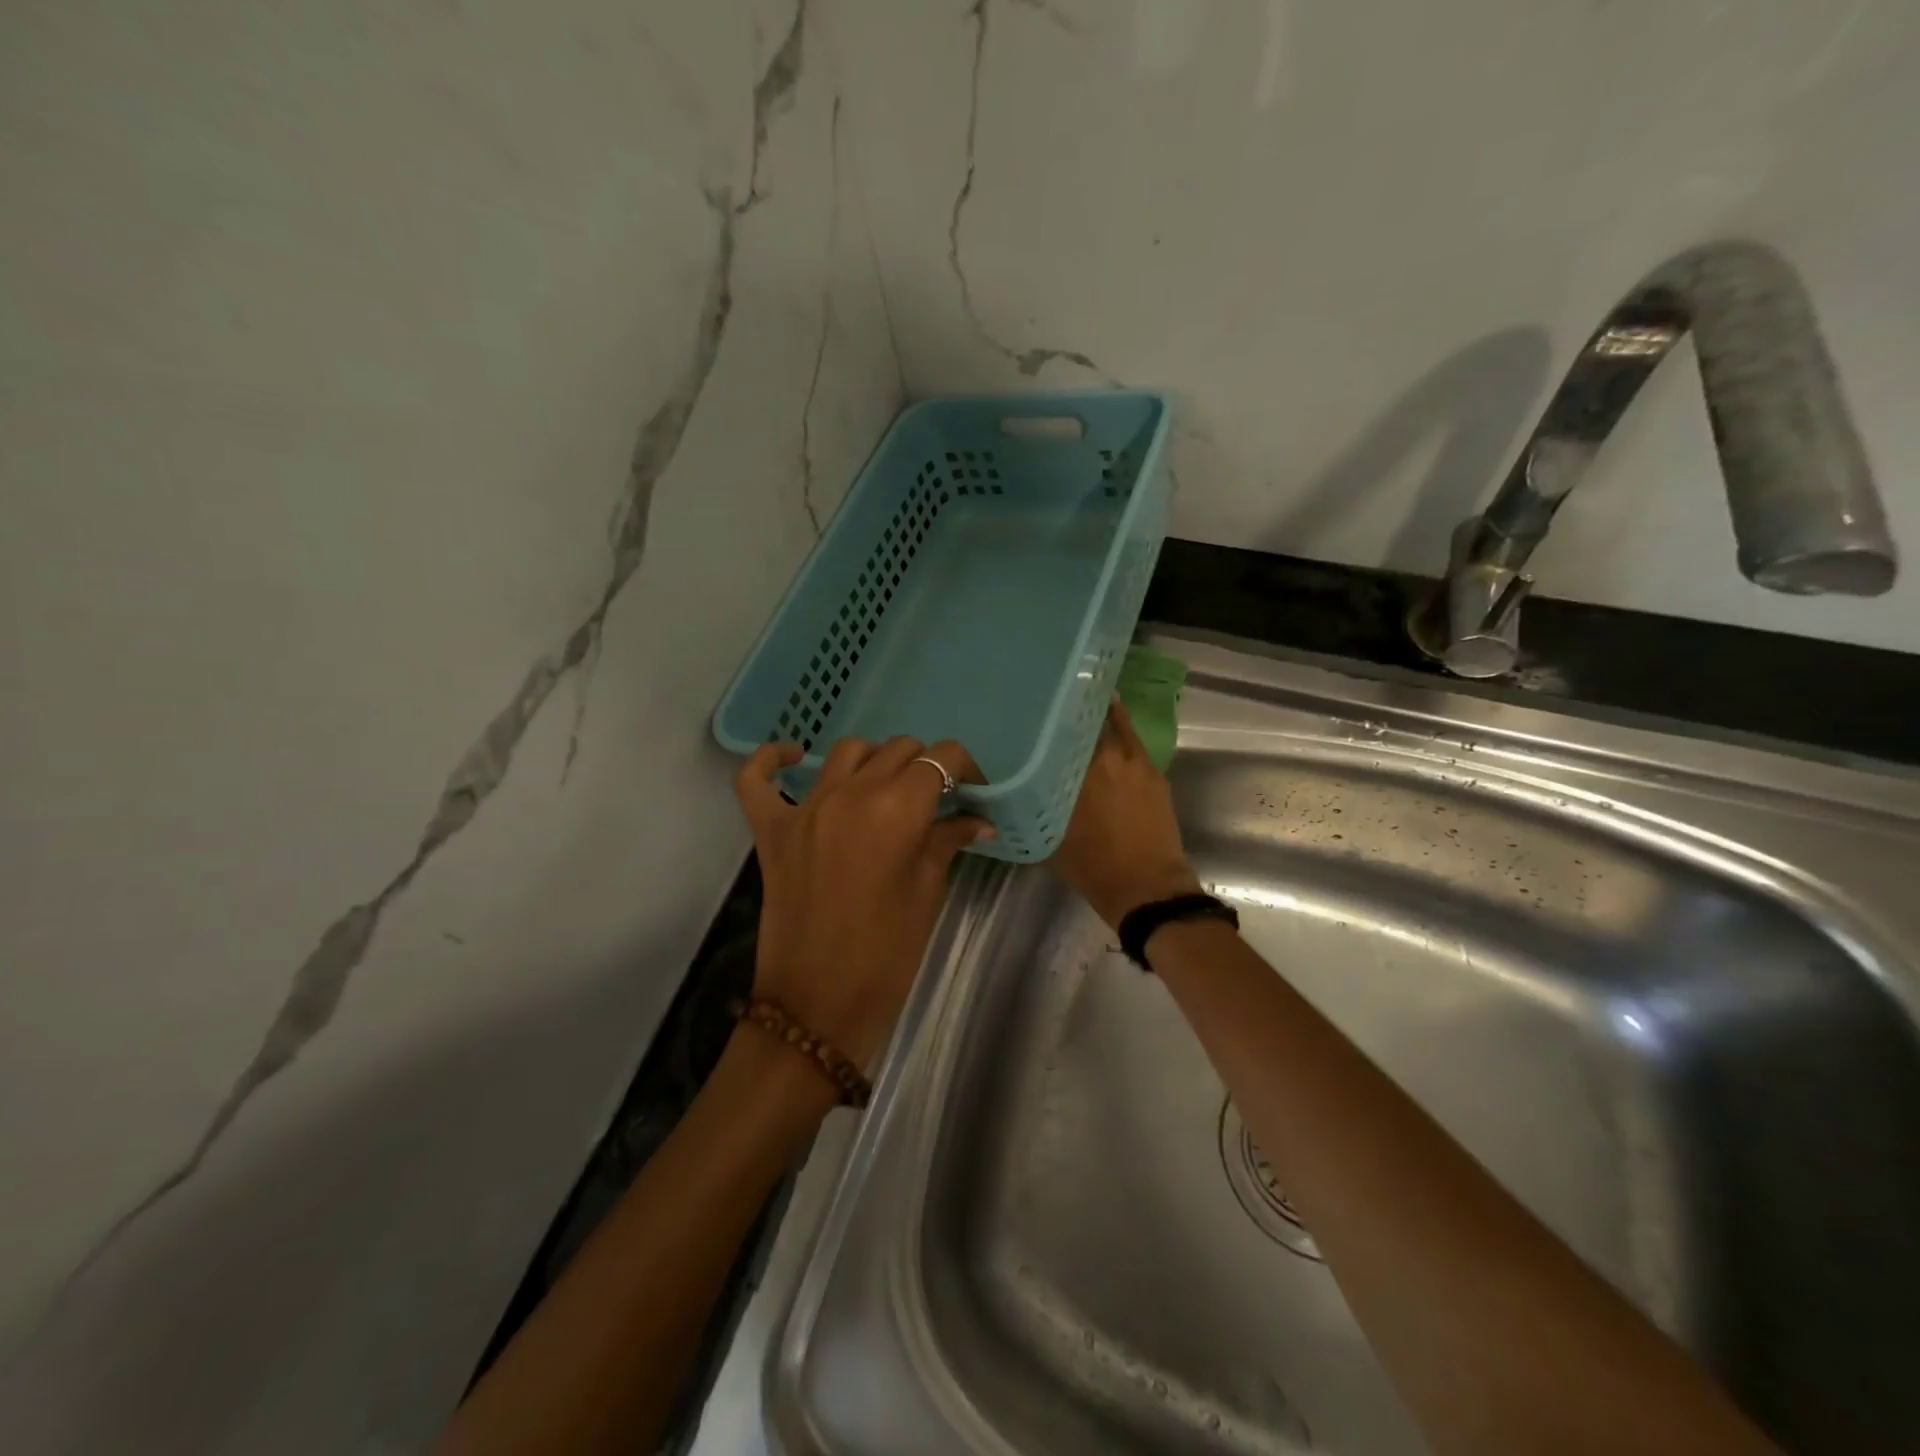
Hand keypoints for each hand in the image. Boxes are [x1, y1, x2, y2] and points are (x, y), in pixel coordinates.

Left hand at [733, 736, 992, 1069]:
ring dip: (874, 760)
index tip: (971, 791)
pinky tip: (793, 758)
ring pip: (846, 752)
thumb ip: (948, 842)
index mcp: (896, 810)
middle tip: (935, 800)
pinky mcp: (770, 829)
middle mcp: (849, 794)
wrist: (818, 1005)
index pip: (940, 759)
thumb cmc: (887, 955)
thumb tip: (978, 820)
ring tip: (886, 788)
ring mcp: (804, 809)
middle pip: (898, 749)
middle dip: (925, 766)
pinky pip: (756, 778)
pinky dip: (772, 759)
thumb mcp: (928, 893)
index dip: (963, 768)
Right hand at [1051, 698, 1200, 928]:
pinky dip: (1124, 733)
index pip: (1062, 730)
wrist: (1146, 887)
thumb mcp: (1051, 837)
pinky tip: (1113, 734)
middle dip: (1077, 712)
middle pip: (1092, 721)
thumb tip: (1019, 789)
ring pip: (1119, 728)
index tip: (1038, 707)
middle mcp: (1107, 758)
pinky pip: (1135, 744)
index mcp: (1078, 771)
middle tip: (1060, 705)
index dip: (1051, 716)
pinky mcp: (1155, 775)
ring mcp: (1136, 763)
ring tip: (1089, 705)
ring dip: (1104, 716)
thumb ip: (1037, 806)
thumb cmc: (1093, 866)